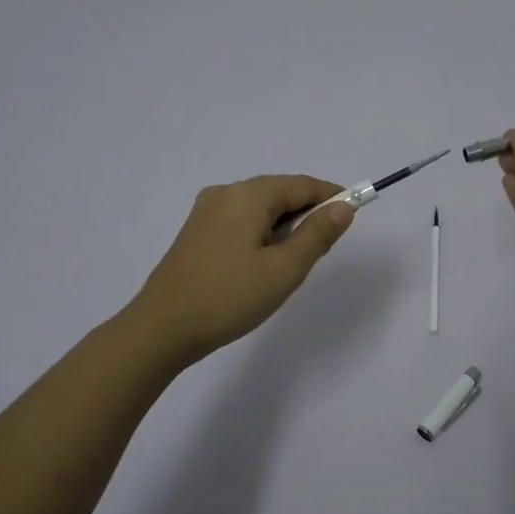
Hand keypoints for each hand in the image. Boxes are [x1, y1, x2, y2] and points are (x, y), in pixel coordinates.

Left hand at [125, 174, 354, 365]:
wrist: (161, 329)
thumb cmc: (229, 297)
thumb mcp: (285, 269)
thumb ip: (318, 235)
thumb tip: (343, 207)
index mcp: (248, 195)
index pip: (302, 185)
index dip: (331, 196)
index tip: (353, 215)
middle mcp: (225, 193)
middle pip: (279, 193)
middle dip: (306, 214)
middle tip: (322, 250)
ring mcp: (205, 213)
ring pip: (259, 210)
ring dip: (284, 227)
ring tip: (292, 264)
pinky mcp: (195, 233)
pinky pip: (240, 222)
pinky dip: (261, 235)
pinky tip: (262, 265)